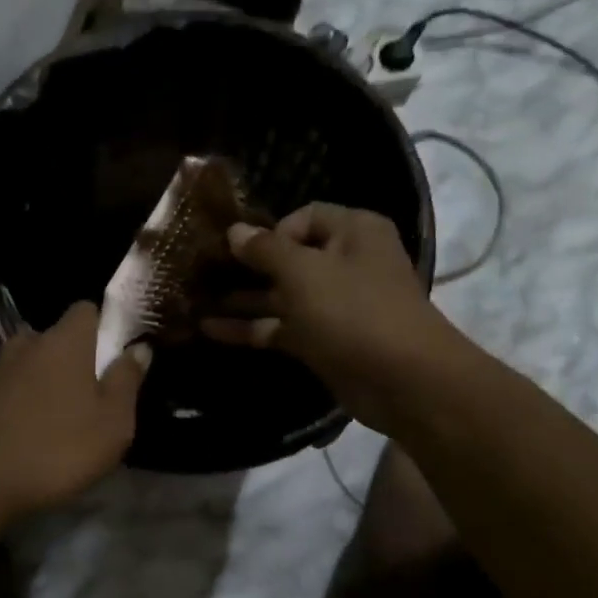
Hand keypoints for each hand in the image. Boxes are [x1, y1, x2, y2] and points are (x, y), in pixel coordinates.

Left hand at [0, 302, 147, 518]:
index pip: (85, 310)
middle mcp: (23, 345)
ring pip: (19, 362)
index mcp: (64, 343)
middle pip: (50, 337)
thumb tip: (139, 348)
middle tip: (79, 394)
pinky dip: (5, 400)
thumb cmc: (56, 451)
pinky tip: (10, 431)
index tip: (109, 356)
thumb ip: (127, 381)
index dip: (100, 327)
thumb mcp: (112, 425)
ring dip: (32, 378)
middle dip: (65, 357)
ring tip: (42, 414)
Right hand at [201, 203, 460, 433]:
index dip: (271, 231)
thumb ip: (264, 249)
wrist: (402, 380)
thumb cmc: (353, 310)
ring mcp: (334, 305)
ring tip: (195, 302)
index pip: (303, 217)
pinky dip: (251, 328)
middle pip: (288, 257)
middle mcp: (345, 263)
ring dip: (242, 299)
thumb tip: (235, 230)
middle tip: (202, 273)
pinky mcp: (323, 340)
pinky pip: (281, 327)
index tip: (242, 252)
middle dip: (246, 266)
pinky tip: (210, 330)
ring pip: (280, 295)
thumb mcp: (303, 272)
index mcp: (353, 232)